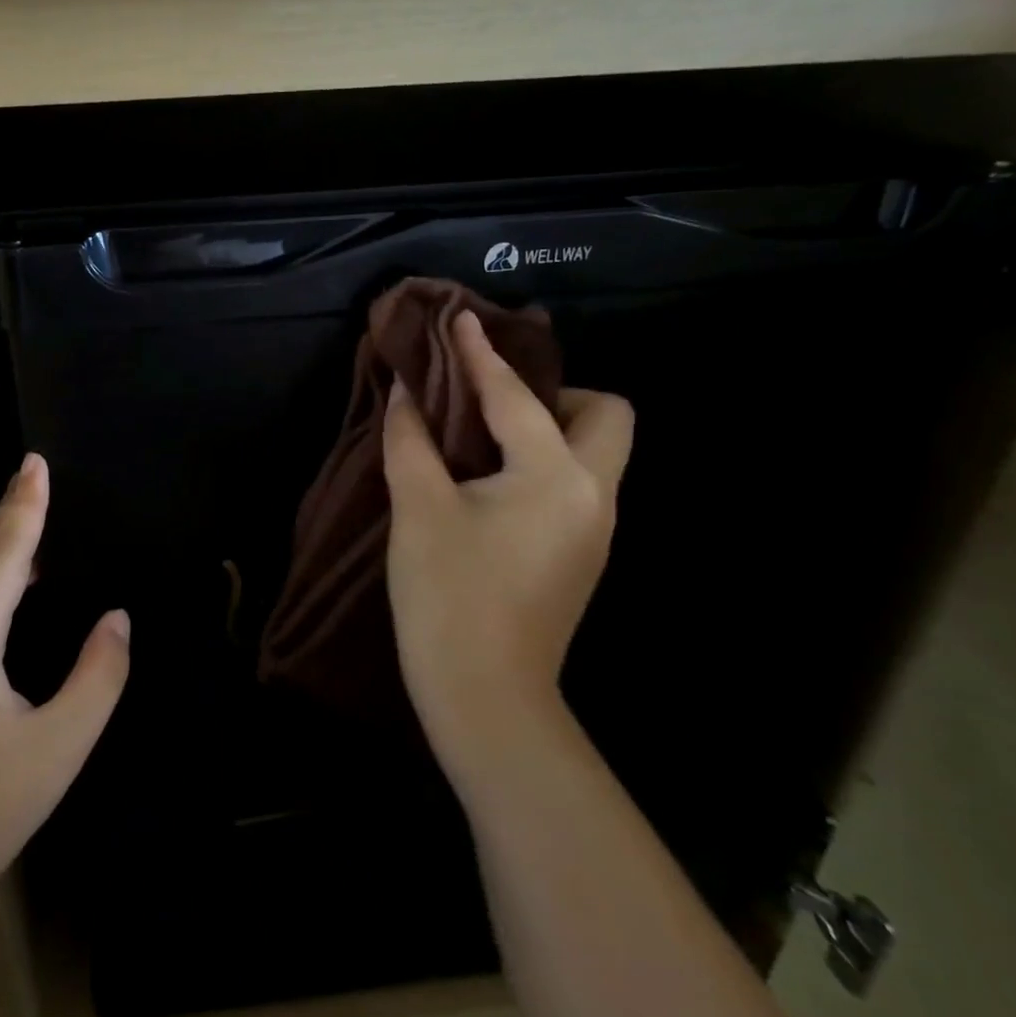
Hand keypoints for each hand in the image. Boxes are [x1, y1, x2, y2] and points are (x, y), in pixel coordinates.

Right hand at [382, 310, 632, 787]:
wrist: (485, 697)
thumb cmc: (447, 595)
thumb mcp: (418, 508)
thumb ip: (411, 440)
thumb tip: (409, 392)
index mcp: (556, 476)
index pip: (516, 396)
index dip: (481, 354)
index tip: (459, 319)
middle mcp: (594, 495)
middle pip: (607, 416)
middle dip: (557, 393)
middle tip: (493, 403)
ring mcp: (595, 529)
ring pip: (594, 453)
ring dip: (548, 428)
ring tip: (483, 435)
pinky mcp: (581, 555)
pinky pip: (575, 484)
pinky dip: (541, 463)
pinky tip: (491, 481)